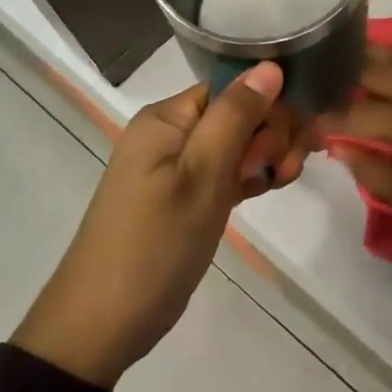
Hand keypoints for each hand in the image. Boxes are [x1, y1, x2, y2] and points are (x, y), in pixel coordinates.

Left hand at [12, 62, 305, 387]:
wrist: (102, 326)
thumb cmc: (154, 245)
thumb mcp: (201, 177)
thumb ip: (236, 117)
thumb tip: (271, 65)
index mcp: (168, 118)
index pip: (232, 86)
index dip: (268, 105)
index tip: (290, 140)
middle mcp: (171, 133)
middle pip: (238, 112)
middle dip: (271, 133)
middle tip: (284, 170)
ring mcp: (177, 166)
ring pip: (237, 143)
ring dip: (267, 156)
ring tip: (284, 182)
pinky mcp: (184, 196)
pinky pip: (226, 170)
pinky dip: (250, 176)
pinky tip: (272, 188)